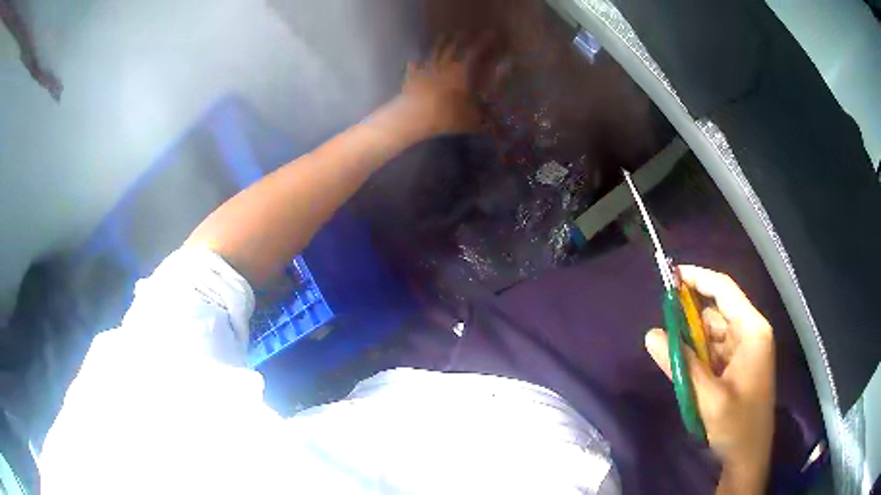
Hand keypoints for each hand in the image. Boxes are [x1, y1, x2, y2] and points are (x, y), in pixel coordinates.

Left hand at [396, 38, 488, 136]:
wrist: (417, 122)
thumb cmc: (453, 117)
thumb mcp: (481, 104)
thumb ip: (495, 84)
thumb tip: (507, 66)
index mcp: (462, 70)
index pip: (475, 51)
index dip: (484, 42)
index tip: (491, 34)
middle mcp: (443, 65)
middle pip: (452, 48)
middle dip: (461, 39)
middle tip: (466, 32)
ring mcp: (425, 71)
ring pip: (433, 53)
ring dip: (440, 44)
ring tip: (444, 36)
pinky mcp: (410, 82)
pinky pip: (413, 68)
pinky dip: (416, 63)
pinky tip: (414, 60)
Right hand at [645, 266, 774, 493]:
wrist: (748, 457)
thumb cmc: (736, 426)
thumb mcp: (707, 397)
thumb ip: (680, 365)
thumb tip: (651, 334)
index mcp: (752, 331)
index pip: (724, 290)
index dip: (698, 278)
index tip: (669, 275)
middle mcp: (750, 333)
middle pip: (716, 311)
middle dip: (689, 317)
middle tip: (662, 327)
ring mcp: (744, 350)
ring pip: (712, 333)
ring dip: (691, 342)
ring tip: (672, 357)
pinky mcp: (737, 366)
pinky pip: (713, 351)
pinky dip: (697, 356)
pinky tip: (684, 370)